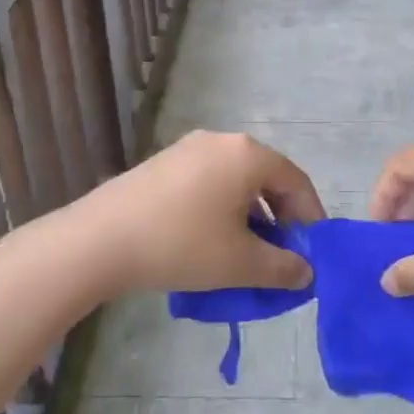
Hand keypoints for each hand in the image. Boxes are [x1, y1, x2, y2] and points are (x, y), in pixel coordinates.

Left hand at [73, 130, 323, 294]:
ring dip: (251, 213)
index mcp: (247, 155)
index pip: (296, 181)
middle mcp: (221, 141)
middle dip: (280, 216)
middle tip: (282, 253)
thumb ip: (283, 267)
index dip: (311, 217)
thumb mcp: (240, 263)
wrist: (100, 240)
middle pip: (266, 176)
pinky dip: (222, 206)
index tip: (313, 251)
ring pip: (236, 180)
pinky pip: (208, 181)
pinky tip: (211, 238)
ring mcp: (188, 148)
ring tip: (247, 250)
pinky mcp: (163, 162)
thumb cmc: (182, 245)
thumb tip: (306, 272)